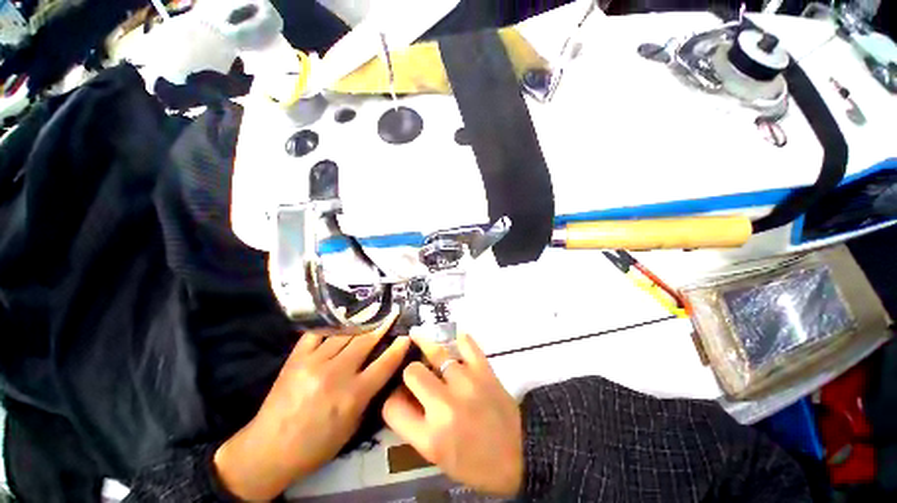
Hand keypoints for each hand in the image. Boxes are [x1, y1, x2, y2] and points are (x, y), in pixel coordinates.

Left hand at [214, 315, 409, 500]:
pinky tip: (342, 318)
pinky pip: (318, 333)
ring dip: (362, 322)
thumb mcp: (352, 427)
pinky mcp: (296, 358)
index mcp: (353, 395)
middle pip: (366, 341)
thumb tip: (380, 371)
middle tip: (393, 313)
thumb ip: (367, 396)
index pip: (385, 363)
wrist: (268, 449)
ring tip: (373, 311)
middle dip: (383, 325)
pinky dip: (332, 325)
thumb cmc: (315, 445)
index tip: (406, 335)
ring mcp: (315, 363)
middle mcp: (337, 374)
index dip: (399, 347)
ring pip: (345, 334)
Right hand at [382, 333, 522, 496]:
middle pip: (412, 372)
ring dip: (426, 345)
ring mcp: (466, 384)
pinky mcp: (484, 370)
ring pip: (436, 352)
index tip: (399, 395)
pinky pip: (466, 344)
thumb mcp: (438, 457)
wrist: (520, 454)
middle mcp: (444, 407)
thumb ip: (416, 426)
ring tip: (419, 336)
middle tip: (417, 372)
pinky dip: (458, 339)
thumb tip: (403, 395)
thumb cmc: (476, 462)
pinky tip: (453, 339)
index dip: (392, 399)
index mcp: (430, 438)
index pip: (392, 408)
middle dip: (410, 371)